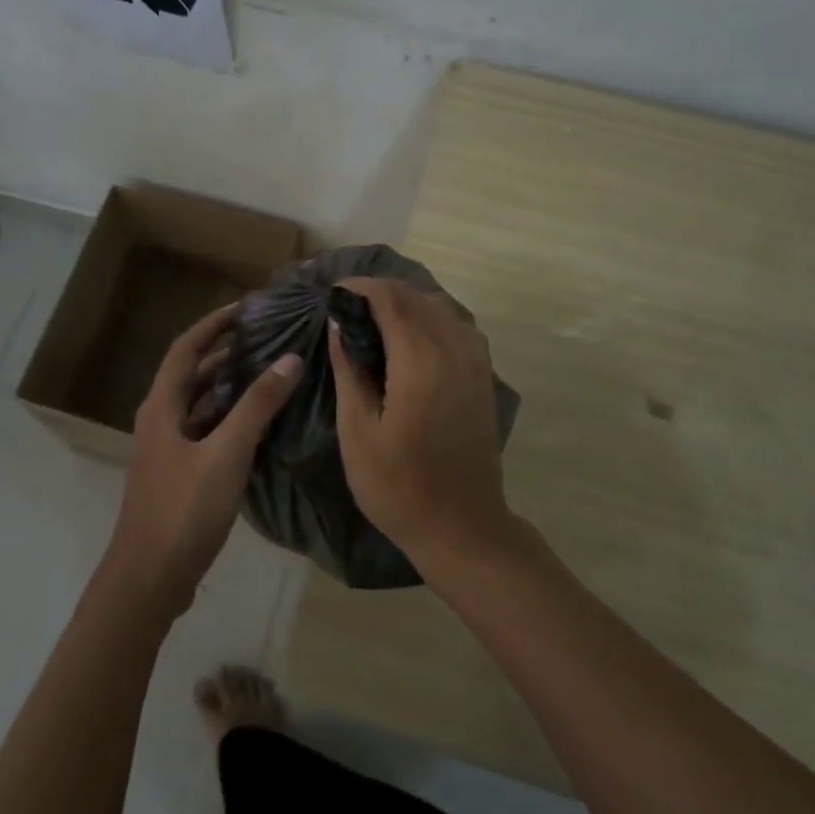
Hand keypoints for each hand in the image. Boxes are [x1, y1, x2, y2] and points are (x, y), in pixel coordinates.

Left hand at [107, 302, 301, 615]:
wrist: (149, 578)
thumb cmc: (184, 509)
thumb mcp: (226, 453)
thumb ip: (258, 406)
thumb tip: (290, 360)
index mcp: (162, 407)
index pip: (186, 348)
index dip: (214, 324)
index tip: (247, 307)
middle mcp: (160, 420)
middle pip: (191, 373)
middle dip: (224, 351)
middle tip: (265, 337)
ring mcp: (167, 449)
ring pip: (199, 403)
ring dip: (228, 384)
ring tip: (267, 371)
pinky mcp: (179, 474)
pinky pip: (206, 430)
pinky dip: (229, 417)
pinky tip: (258, 423)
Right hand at [326, 277, 514, 566]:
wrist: (463, 526)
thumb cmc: (398, 487)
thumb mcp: (358, 431)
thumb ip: (349, 369)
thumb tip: (338, 323)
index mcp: (421, 360)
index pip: (389, 298)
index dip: (358, 287)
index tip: (331, 293)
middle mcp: (454, 348)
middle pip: (415, 296)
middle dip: (378, 292)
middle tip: (344, 308)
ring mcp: (475, 359)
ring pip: (438, 305)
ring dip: (404, 302)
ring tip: (371, 321)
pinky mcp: (483, 373)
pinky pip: (455, 324)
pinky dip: (427, 317)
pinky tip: (406, 338)